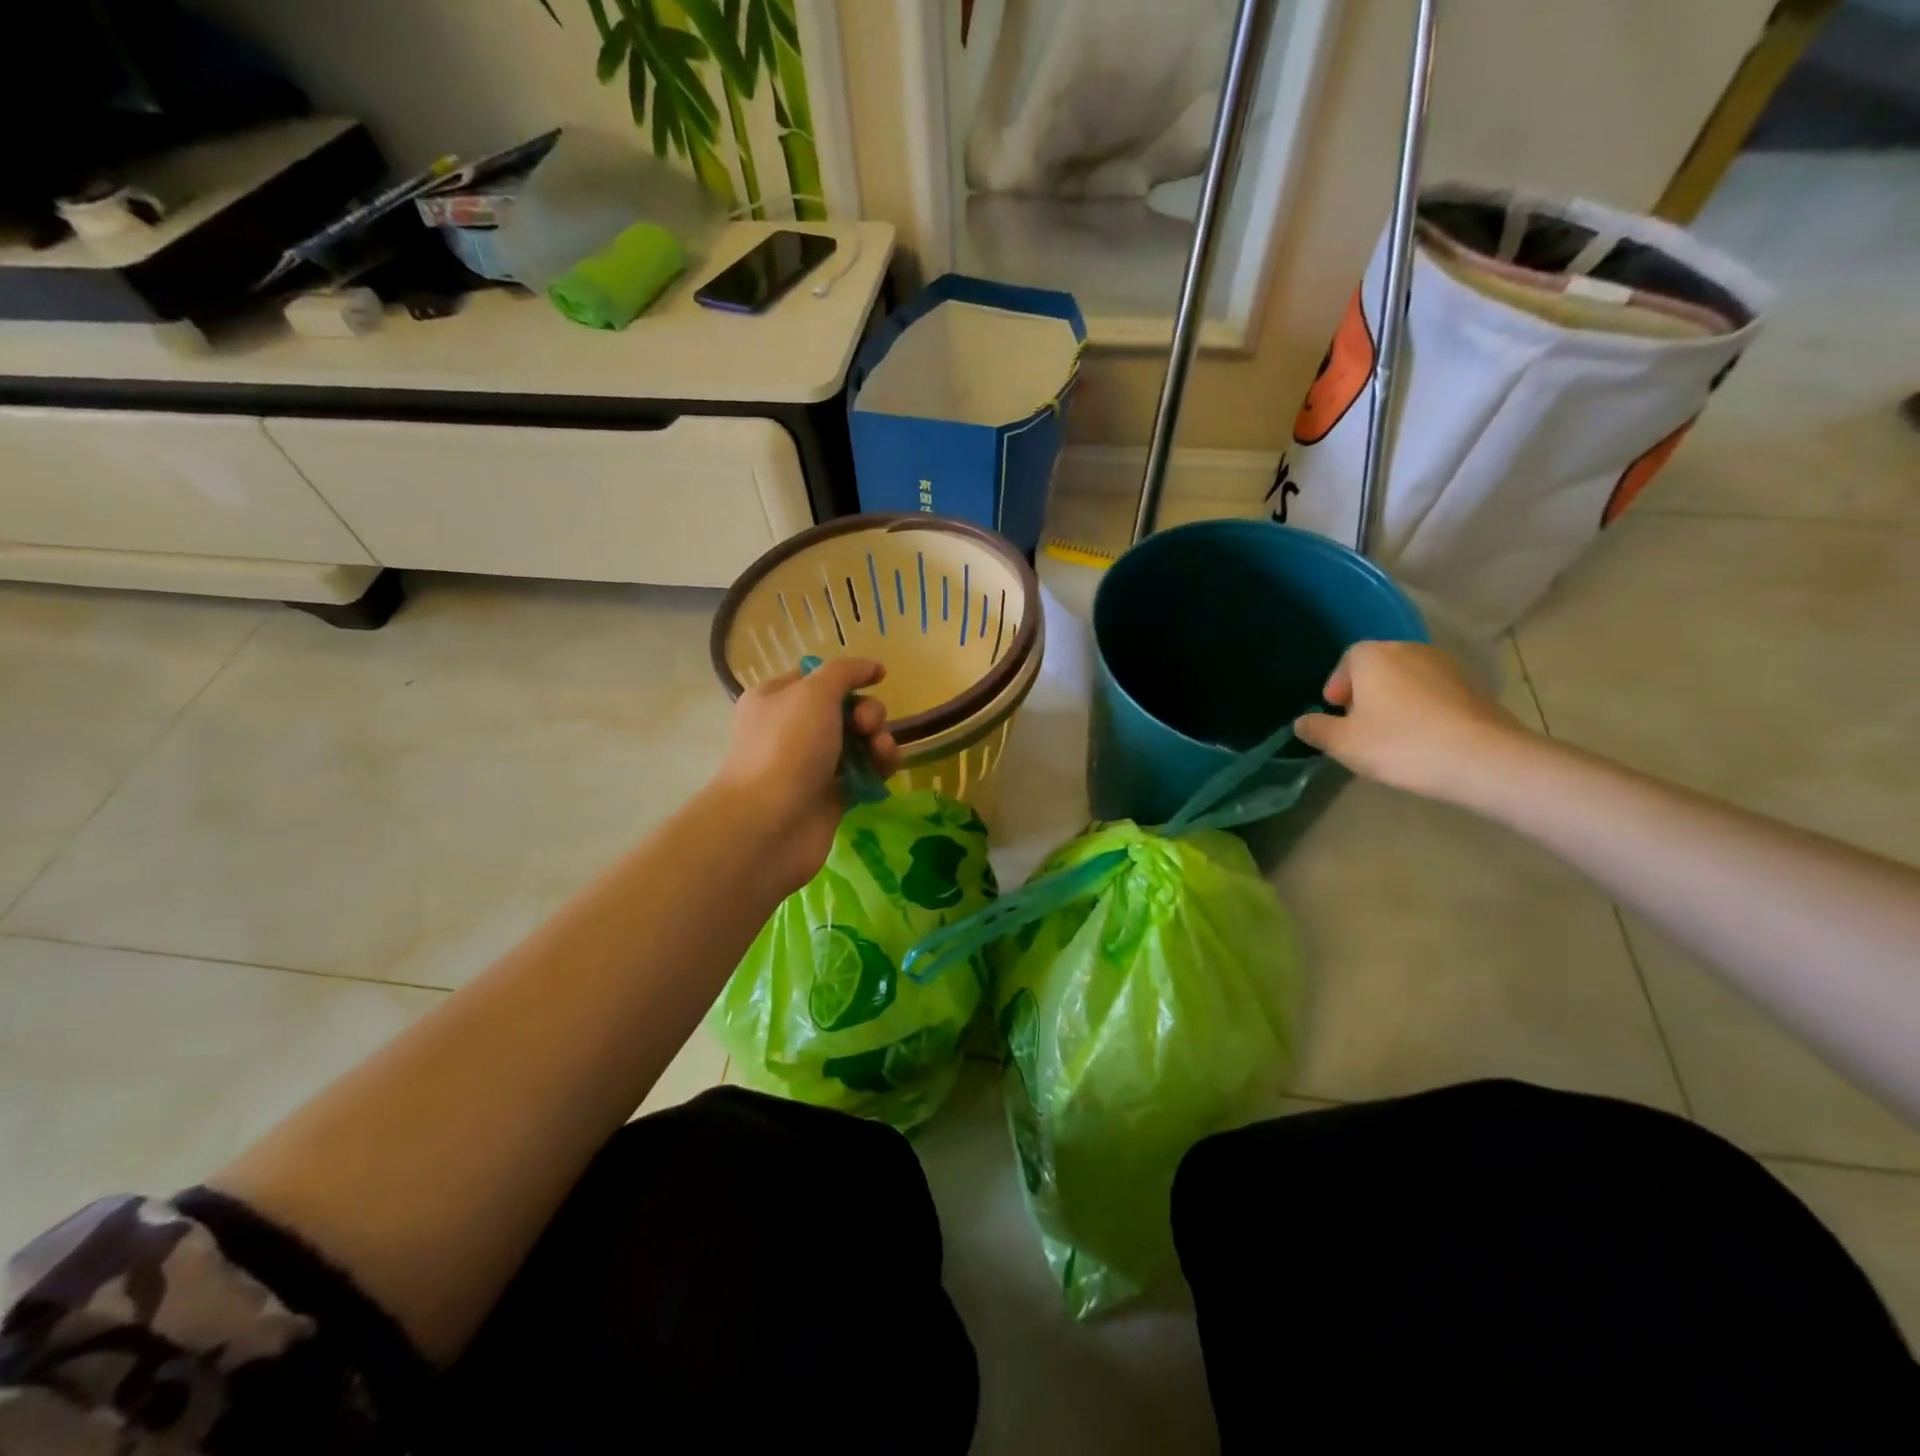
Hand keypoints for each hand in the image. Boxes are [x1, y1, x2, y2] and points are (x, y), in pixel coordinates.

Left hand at [712, 657, 901, 895]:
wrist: (770, 824)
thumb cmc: (787, 748)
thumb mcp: (814, 692)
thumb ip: (846, 672)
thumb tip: (872, 666)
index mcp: (777, 699)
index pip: (818, 677)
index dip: (849, 676)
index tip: (876, 678)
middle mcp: (792, 729)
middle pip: (845, 709)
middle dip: (867, 712)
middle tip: (865, 725)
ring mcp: (812, 765)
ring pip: (859, 742)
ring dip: (878, 739)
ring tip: (879, 751)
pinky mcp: (832, 796)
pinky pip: (864, 773)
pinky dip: (879, 767)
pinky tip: (884, 769)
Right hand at [1293, 641, 1530, 800]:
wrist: (1483, 759)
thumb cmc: (1400, 744)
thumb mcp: (1343, 743)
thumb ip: (1316, 729)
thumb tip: (1302, 722)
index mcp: (1373, 656)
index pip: (1347, 660)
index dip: (1337, 685)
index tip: (1335, 712)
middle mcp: (1409, 650)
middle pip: (1377, 667)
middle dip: (1365, 692)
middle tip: (1359, 725)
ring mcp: (1446, 666)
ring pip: (1406, 679)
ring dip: (1394, 700)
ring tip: (1390, 734)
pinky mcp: (1472, 687)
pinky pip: (1433, 692)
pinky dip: (1421, 709)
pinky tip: (1422, 738)